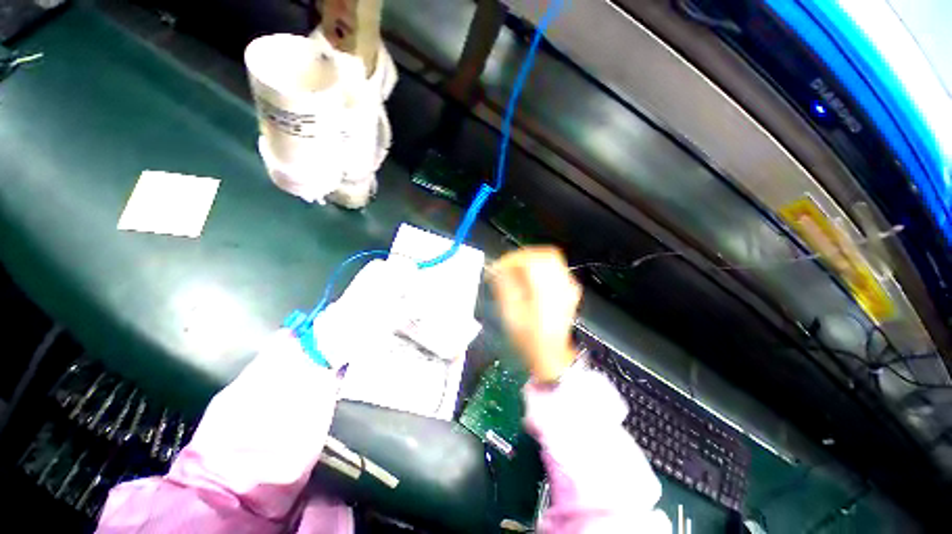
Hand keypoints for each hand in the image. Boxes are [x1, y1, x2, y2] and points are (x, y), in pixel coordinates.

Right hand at [490, 247, 580, 382]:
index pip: (531, 261)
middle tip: (510, 265)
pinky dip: (542, 267)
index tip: (500, 266)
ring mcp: (568, 288)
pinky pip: (557, 268)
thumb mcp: (510, 314)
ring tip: (519, 270)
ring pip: (553, 259)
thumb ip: (504, 287)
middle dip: (524, 256)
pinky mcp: (569, 290)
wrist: (550, 354)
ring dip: (533, 260)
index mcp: (545, 293)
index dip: (513, 259)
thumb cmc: (528, 338)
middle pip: (546, 255)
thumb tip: (498, 268)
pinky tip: (532, 277)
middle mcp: (561, 286)